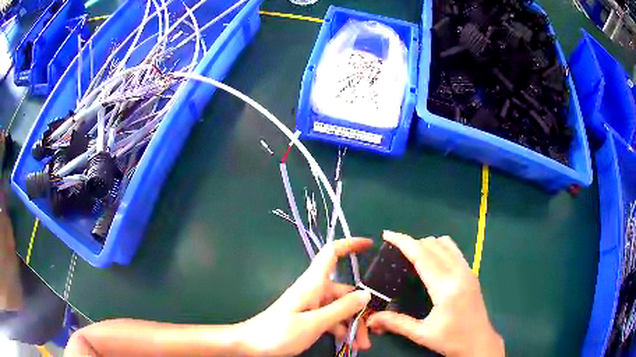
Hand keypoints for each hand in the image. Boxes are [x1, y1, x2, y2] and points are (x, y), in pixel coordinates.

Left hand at [237, 238, 373, 355]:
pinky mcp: (308, 317)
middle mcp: (314, 291)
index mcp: (313, 284)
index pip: (331, 253)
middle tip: (370, 334)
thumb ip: (340, 309)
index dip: (350, 244)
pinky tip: (348, 343)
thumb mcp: (313, 323)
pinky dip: (341, 329)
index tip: (369, 245)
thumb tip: (366, 294)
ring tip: (361, 345)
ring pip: (340, 308)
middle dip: (361, 310)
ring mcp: (312, 305)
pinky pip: (331, 318)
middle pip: (345, 292)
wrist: (250, 345)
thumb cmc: (278, 333)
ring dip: (352, 325)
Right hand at [367, 231, 503, 356]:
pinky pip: (454, 250)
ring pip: (445, 244)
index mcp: (446, 287)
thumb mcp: (422, 334)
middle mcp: (458, 272)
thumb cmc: (452, 340)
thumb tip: (371, 319)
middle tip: (394, 252)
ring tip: (411, 255)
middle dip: (412, 243)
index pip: (422, 256)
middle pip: (432, 245)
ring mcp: (467, 270)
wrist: (479, 342)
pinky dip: (439, 248)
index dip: (403, 242)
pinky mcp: (471, 273)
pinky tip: (431, 261)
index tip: (387, 234)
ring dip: (426, 244)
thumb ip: (396, 323)